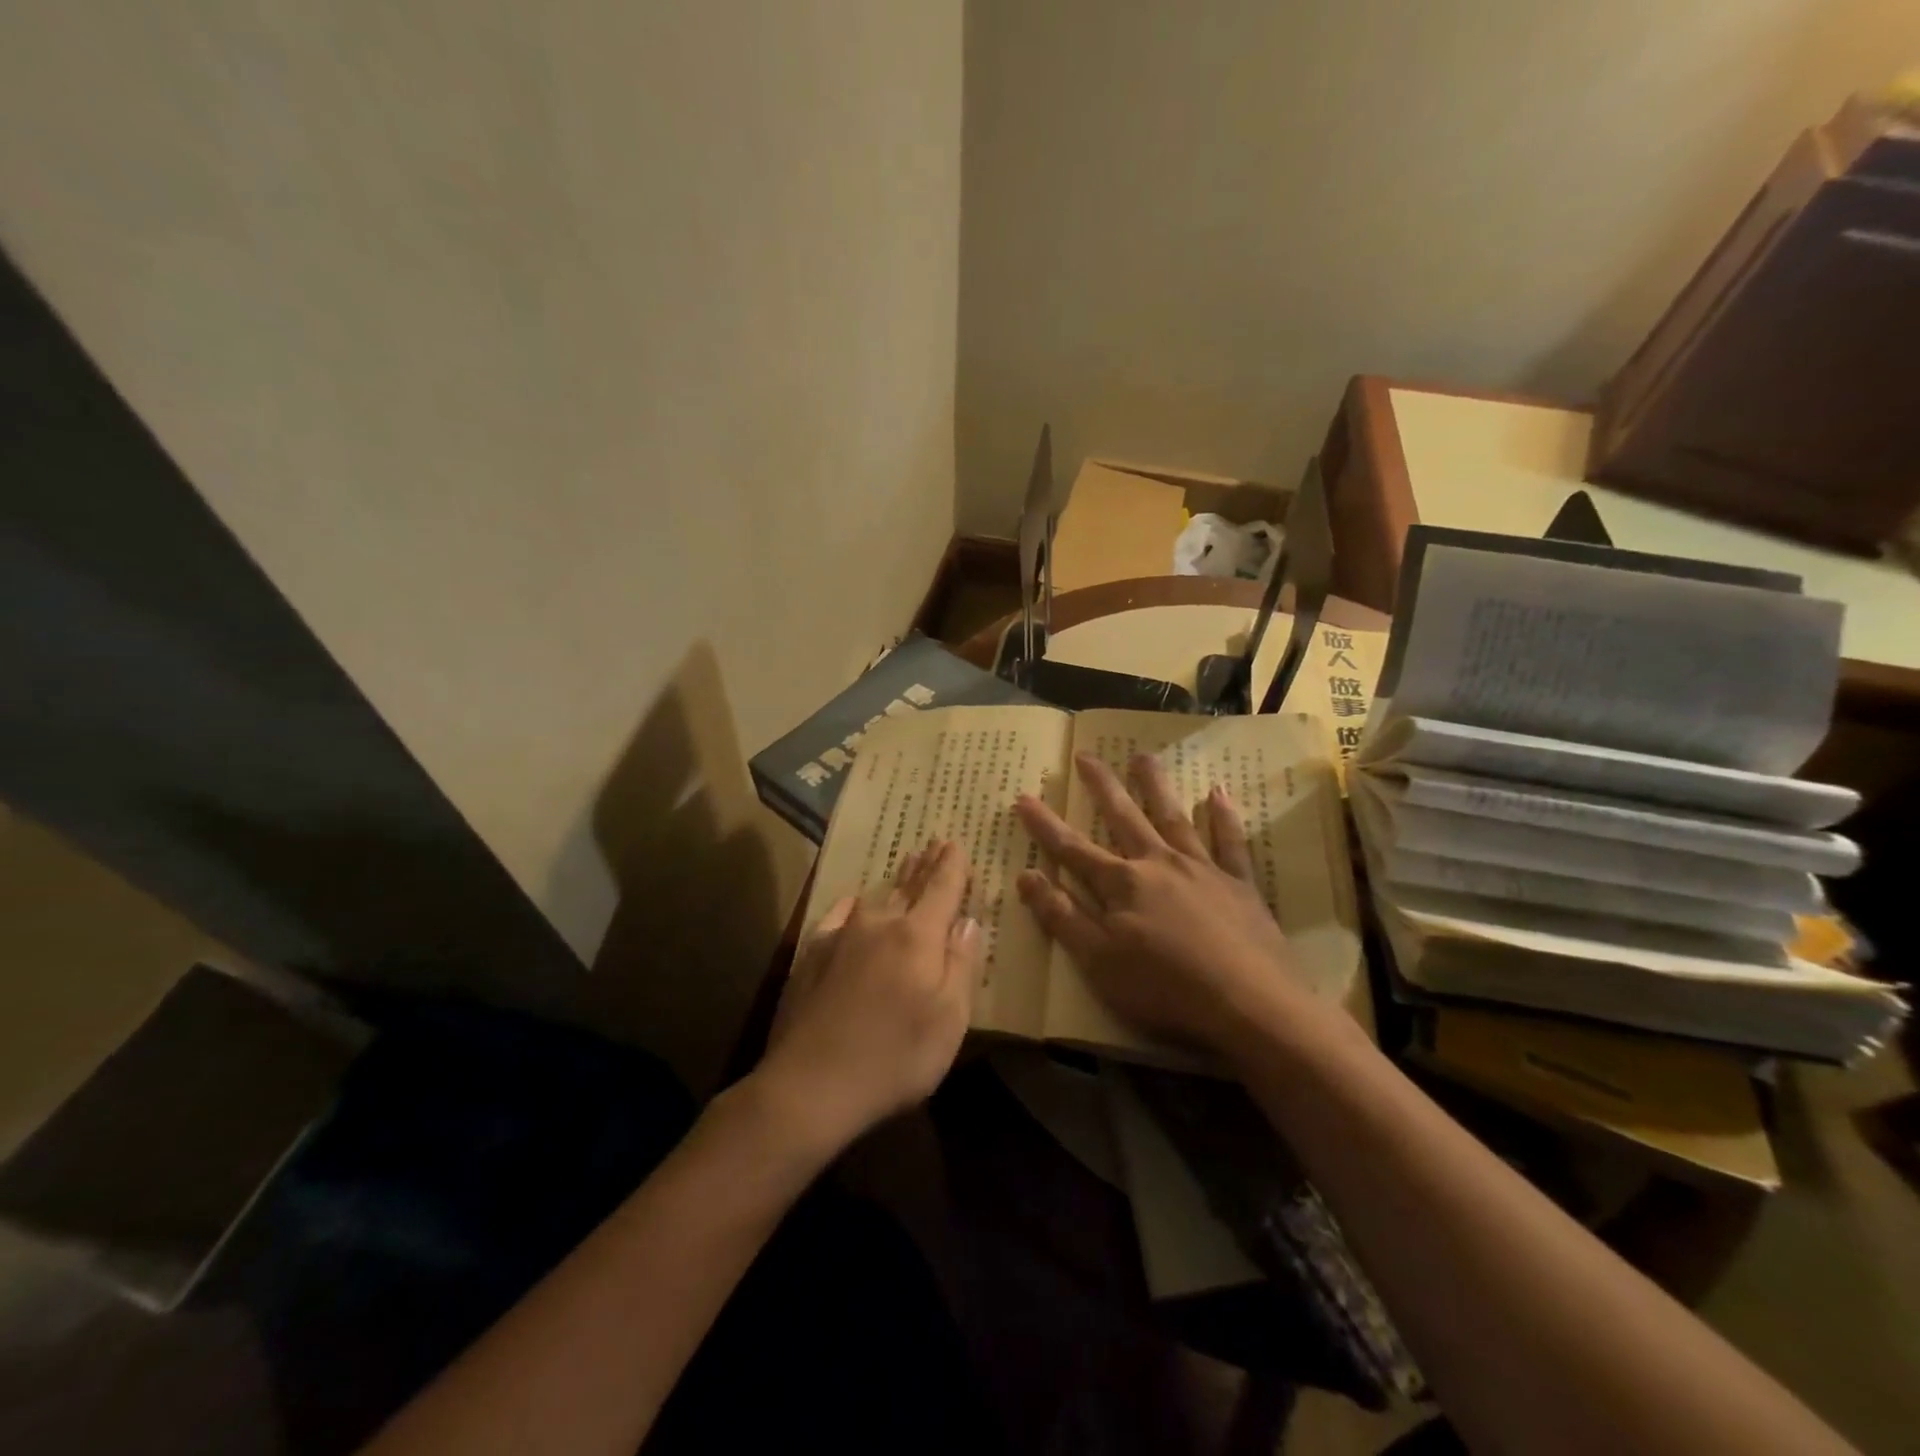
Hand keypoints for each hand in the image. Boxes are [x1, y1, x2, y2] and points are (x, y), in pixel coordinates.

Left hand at [755, 841, 979, 1154]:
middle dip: (926, 866)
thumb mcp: (950, 1019)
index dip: (953, 866)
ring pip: (876, 898)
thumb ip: (961, 964)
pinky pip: (839, 916)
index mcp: (918, 936)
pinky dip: (853, 906)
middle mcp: (880, 924)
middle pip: (909, 887)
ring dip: (895, 881)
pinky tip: (854, 902)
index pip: (942, 888)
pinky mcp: (811, 955)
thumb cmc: (895, 1056)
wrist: (811, 1084)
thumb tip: (968, 920)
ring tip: (906, 863)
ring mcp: (841, 937)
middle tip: (935, 844)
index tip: (957, 844)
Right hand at [1015, 752, 1302, 1054]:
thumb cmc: (1165, 989)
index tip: (1024, 796)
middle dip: (1101, 786)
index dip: (1045, 825)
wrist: (1250, 1005)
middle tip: (1086, 754)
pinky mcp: (1239, 884)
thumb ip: (1062, 916)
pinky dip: (1223, 817)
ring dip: (1155, 786)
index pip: (1073, 849)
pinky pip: (1230, 842)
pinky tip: (1218, 793)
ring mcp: (1202, 870)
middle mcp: (1158, 864)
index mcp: (1122, 885)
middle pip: (1124, 818)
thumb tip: (1026, 875)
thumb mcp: (1098, 962)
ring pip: (1173, 817)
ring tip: (1142, 757)